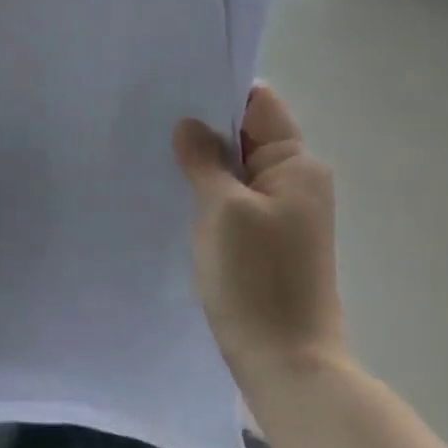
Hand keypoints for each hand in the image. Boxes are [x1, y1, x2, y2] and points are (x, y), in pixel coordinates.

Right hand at [173, 84, 344, 380]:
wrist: (285, 362)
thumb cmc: (255, 278)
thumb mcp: (222, 208)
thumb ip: (204, 159)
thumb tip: (189, 125)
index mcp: (296, 165)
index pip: (259, 104)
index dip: (219, 91)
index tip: (173, 85)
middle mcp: (295, 181)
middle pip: (247, 135)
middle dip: (204, 126)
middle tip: (151, 115)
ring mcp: (282, 213)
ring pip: (237, 169)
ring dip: (203, 161)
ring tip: (154, 149)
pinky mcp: (266, 240)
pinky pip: (234, 199)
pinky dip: (208, 191)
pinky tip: (172, 190)